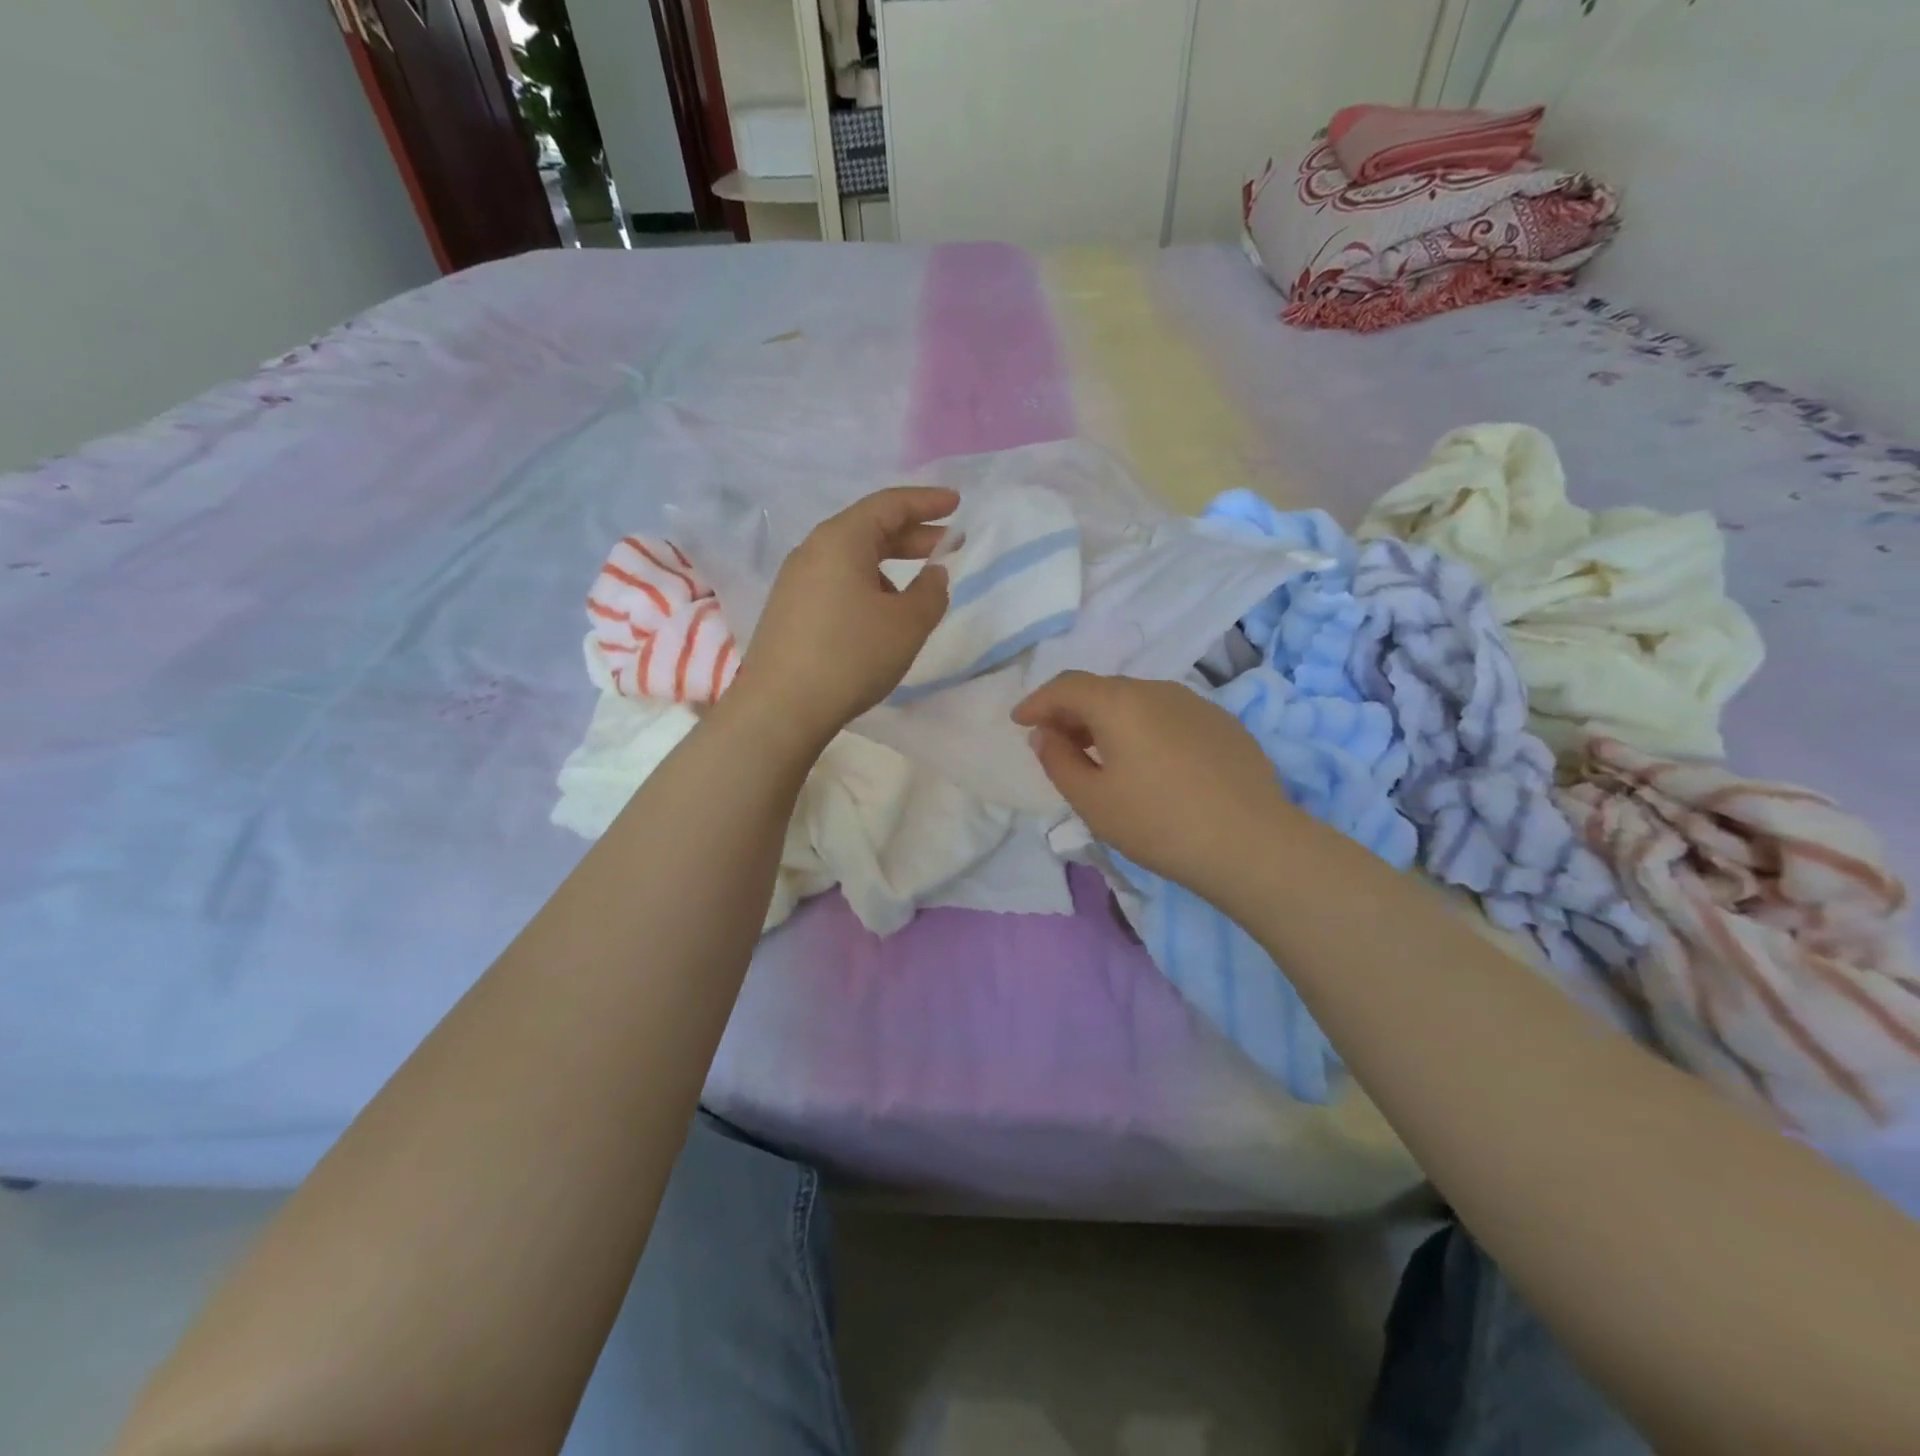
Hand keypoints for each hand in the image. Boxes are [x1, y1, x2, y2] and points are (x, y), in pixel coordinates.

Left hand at [733, 487, 955, 750]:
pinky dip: (866, 584)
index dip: (927, 502)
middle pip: (868, 528)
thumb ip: (931, 592)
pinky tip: (880, 614)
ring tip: (917, 589)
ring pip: (851, 557)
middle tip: (947, 544)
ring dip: (888, 564)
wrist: (781, 706)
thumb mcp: (907, 625)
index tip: (956, 504)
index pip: (889, 504)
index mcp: (841, 540)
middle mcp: (813, 550)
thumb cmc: (851, 656)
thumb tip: (935, 574)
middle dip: (911, 534)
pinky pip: (835, 581)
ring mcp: (795, 580)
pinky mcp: (789, 609)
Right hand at [1012, 672, 1290, 891]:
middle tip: (1055, 741)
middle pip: (1103, 690)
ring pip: (1138, 702)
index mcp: (1119, 703)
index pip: (1066, 686)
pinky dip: (1143, 729)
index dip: (1037, 701)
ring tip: (1099, 754)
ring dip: (1108, 720)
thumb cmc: (1159, 823)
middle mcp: (1157, 690)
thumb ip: (1058, 761)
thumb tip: (1044, 734)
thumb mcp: (1093, 801)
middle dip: (1072, 711)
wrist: (1251, 843)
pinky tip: (1149, 764)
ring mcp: (1196, 704)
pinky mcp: (1223, 724)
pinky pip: (1168, 716)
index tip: (1019, 722)